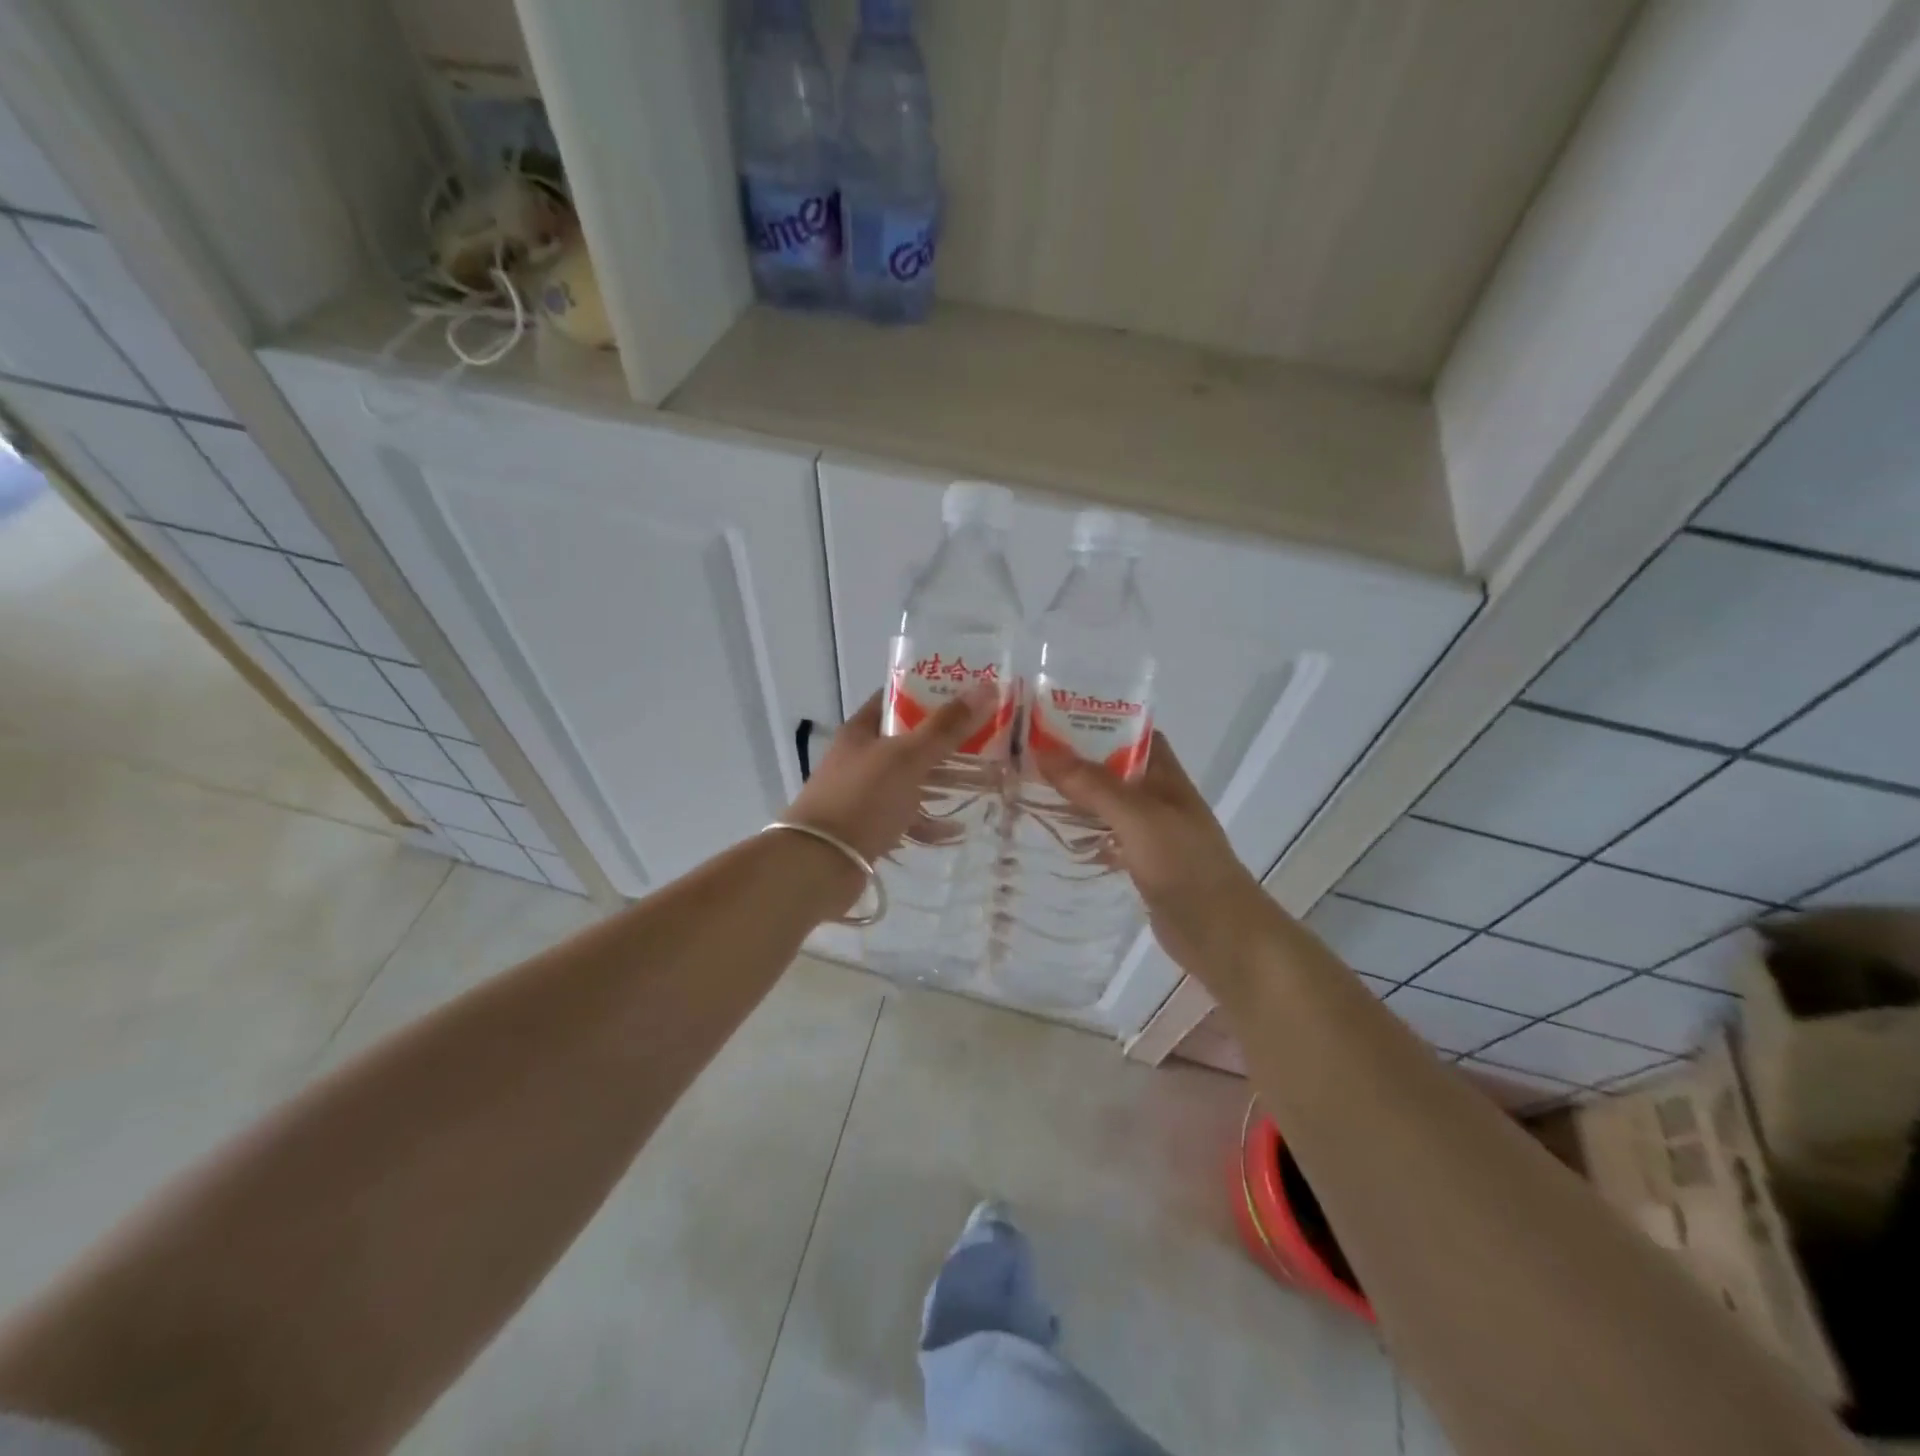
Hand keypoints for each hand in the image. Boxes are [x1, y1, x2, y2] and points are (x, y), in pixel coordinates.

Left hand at [783, 683, 999, 865]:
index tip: (967, 694)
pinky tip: (956, 829)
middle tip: (986, 739)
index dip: (930, 692)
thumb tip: (988, 687)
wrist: (820, 864)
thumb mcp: (908, 757)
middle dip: (946, 741)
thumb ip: (946, 727)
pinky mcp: (870, 827)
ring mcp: (864, 794)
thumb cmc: (863, 798)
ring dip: (943, 781)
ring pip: (911, 780)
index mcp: (862, 731)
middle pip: (909, 740)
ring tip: (982, 781)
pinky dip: (930, 821)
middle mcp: (861, 758)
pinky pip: (907, 817)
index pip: (897, 699)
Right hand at [1036, 733, 1282, 981]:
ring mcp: (1151, 834)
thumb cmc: (1184, 865)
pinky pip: (1107, 838)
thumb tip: (1044, 752)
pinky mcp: (1142, 865)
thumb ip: (1094, 786)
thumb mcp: (1137, 817)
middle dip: (1078, 761)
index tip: (1055, 720)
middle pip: (1115, 769)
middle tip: (1030, 756)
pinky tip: (1055, 837)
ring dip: (1077, 797)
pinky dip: (1084, 834)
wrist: (1220, 934)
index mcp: (1166, 777)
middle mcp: (1159, 799)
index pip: (1133, 735)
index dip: (1099, 723)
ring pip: (1108, 805)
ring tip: (1031, 789)